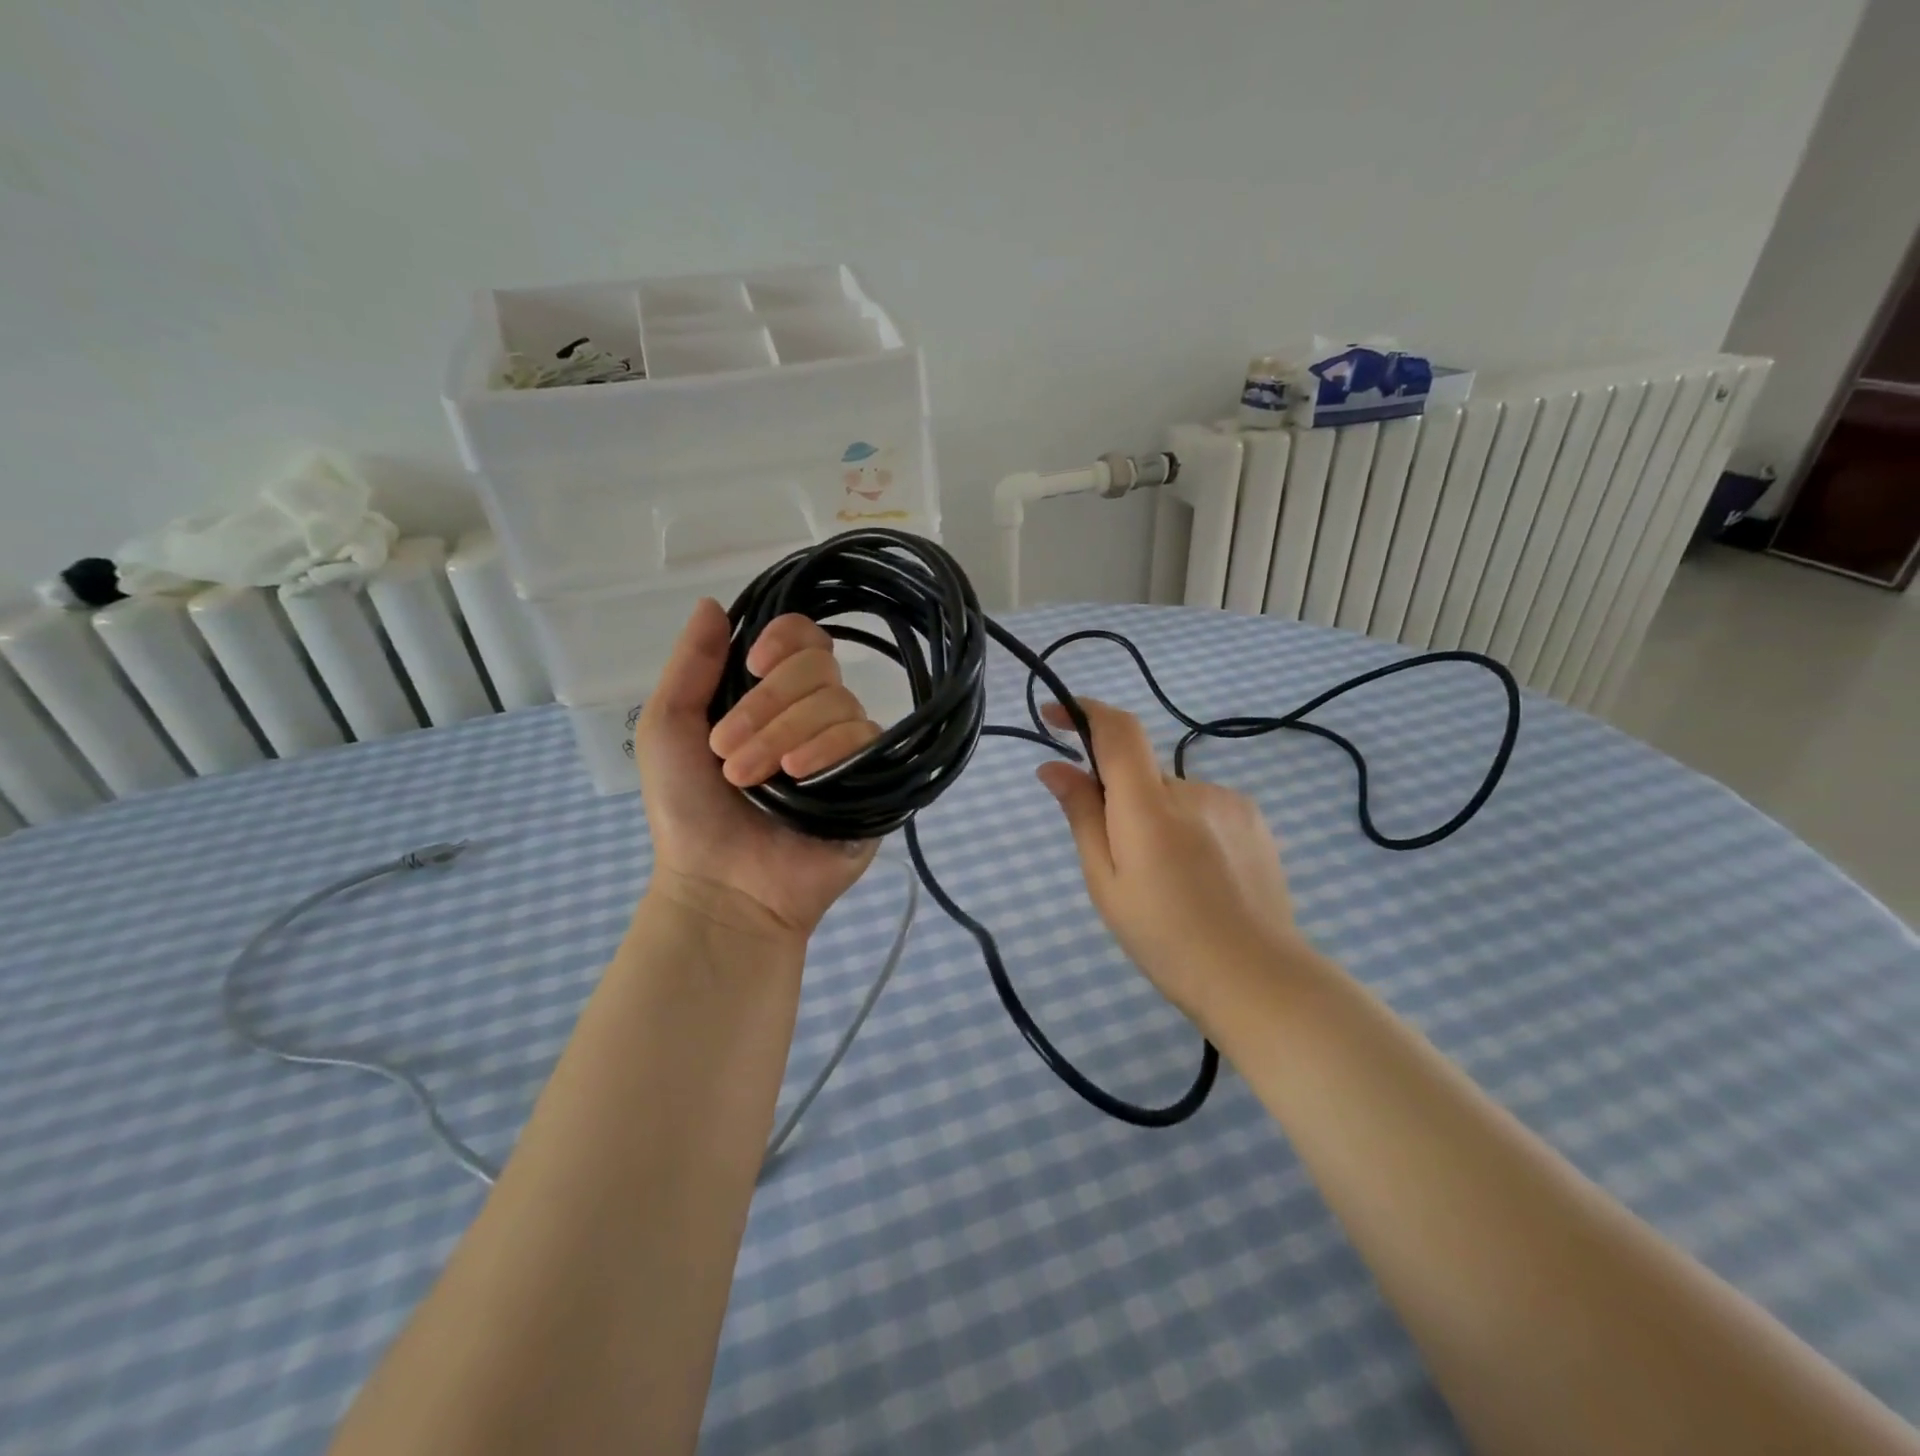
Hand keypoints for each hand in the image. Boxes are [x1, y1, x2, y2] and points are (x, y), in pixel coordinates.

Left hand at [633, 600, 879, 945]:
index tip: (753, 665)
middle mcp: (814, 715)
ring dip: (784, 734)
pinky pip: (864, 738)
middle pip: (820, 666)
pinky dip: (827, 748)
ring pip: (838, 701)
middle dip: (768, 703)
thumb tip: (713, 603)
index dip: (785, 638)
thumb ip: (689, 666)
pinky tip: (798, 776)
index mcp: (772, 696)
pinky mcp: (872, 780)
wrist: (719, 886)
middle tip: (726, 751)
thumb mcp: (668, 730)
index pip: (804, 640)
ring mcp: (846, 748)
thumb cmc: (689, 810)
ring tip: (750, 778)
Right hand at [1035, 698, 1304, 1026]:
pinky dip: (1187, 828)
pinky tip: (1200, 878)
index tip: (1054, 716)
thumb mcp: (1106, 883)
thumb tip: (1054, 768)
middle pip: (1140, 772)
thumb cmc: (1166, 938)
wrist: (1258, 978)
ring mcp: (1230, 802)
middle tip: (1121, 862)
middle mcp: (1192, 789)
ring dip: (1156, 819)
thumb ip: (1082, 816)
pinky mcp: (1254, 819)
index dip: (1083, 713)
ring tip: (1168, 881)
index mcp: (1150, 806)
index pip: (1118, 730)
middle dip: (1119, 800)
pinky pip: (1202, 808)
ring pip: (1171, 795)